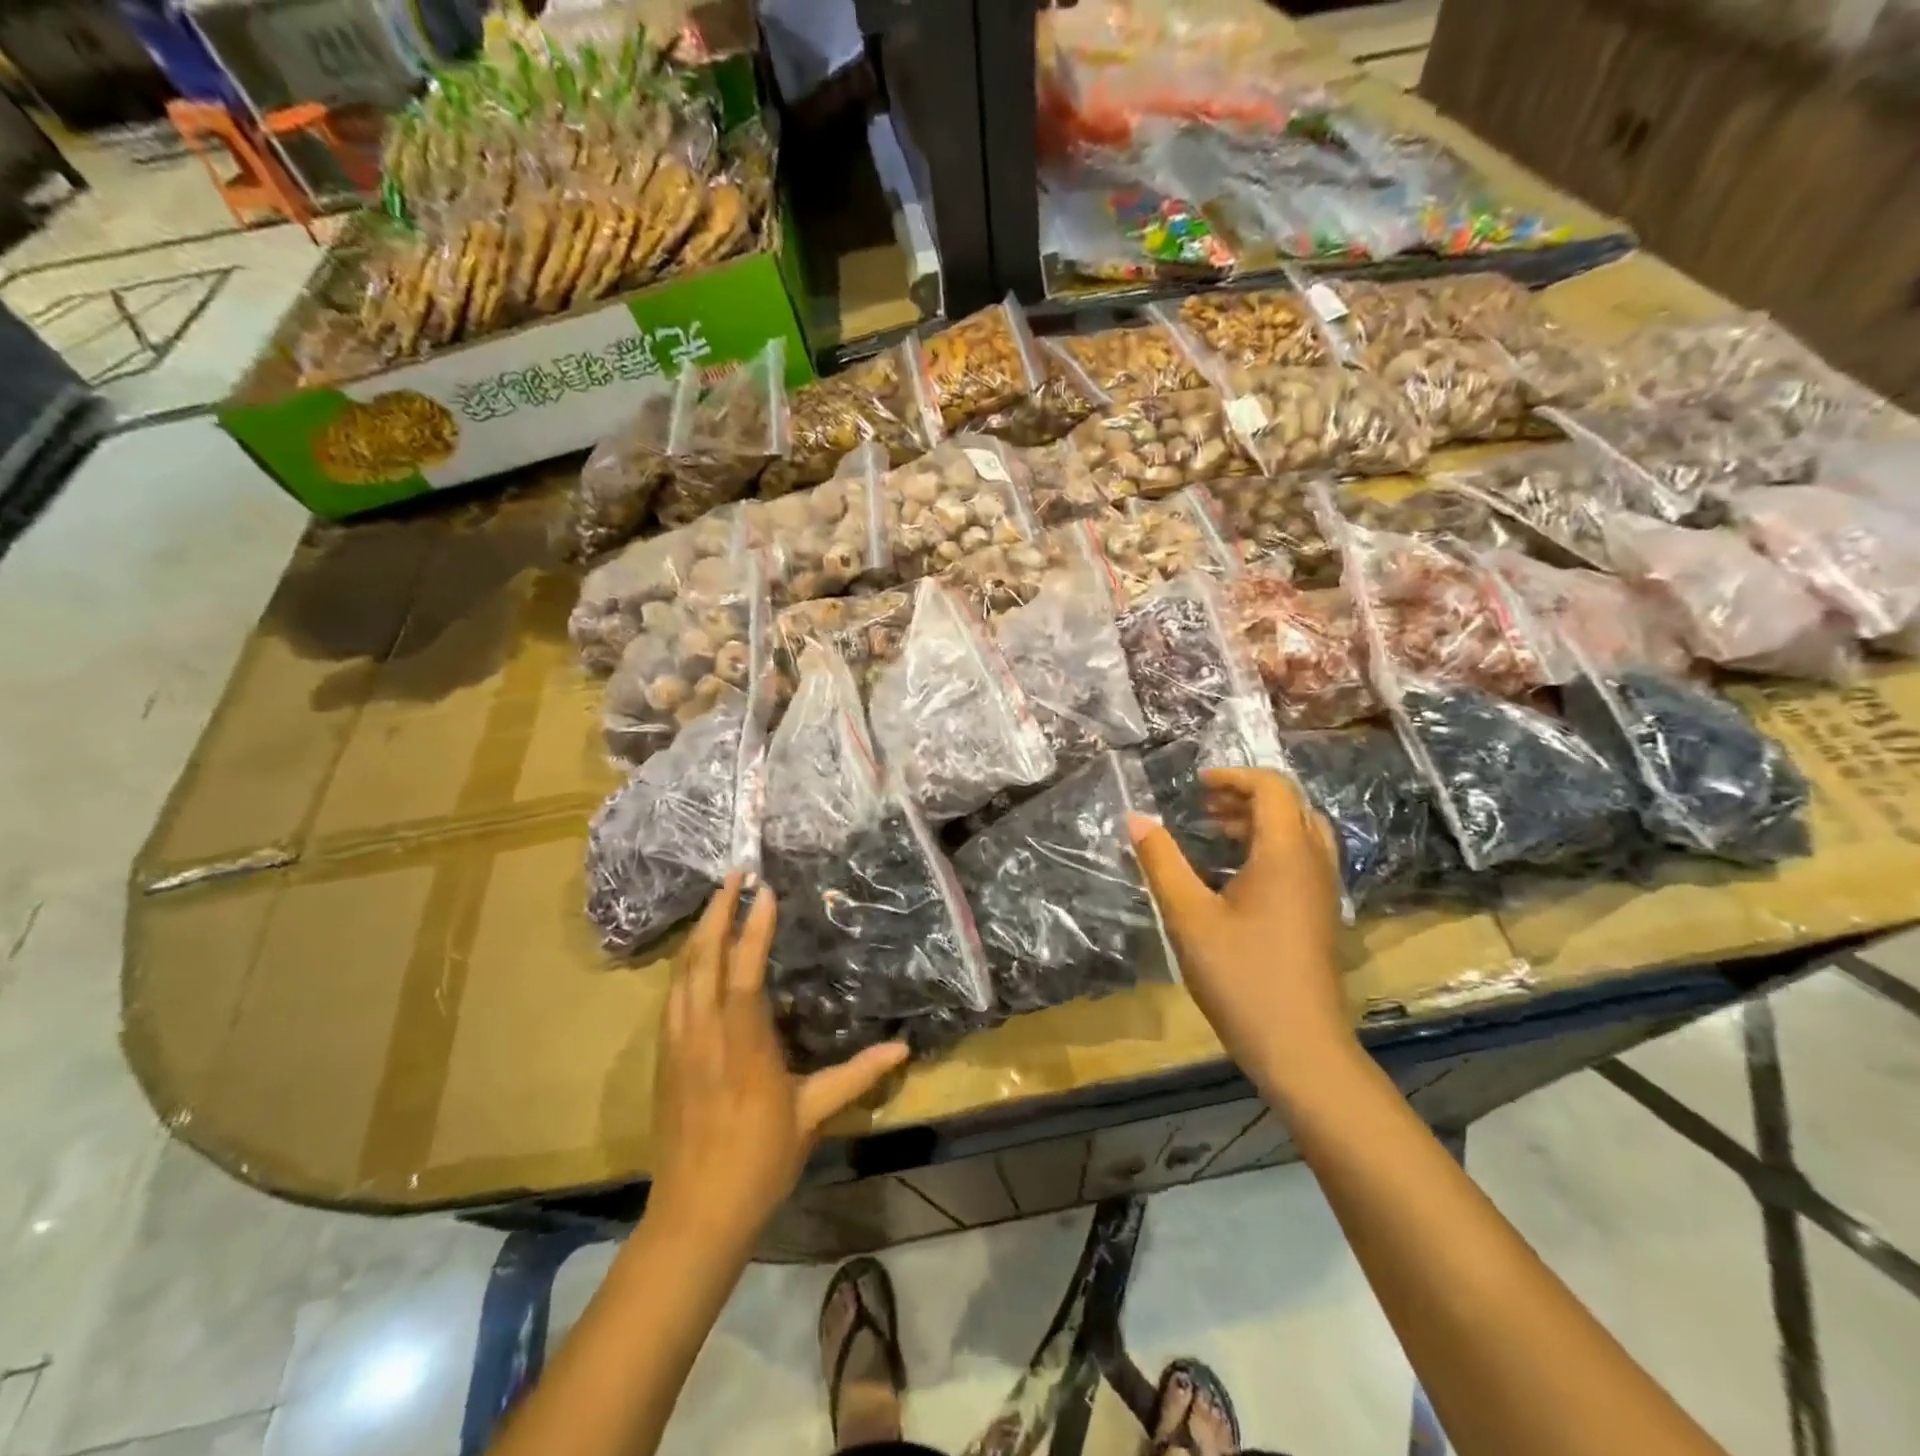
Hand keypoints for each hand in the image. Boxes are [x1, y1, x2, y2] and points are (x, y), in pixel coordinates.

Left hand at [648, 875, 907, 1244]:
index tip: (764, 891)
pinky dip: (684, 964)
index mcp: (743, 1046)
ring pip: (681, 974)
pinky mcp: (664, 1059)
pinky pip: (671, 997)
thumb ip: (856, 1075)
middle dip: (717, 913)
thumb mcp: (813, 1116)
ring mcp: (677, 1046)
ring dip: (698, 933)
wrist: (694, 1216)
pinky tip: (694, 955)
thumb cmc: (759, 1162)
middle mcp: (703, 1035)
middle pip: (702, 960)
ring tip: (715, 902)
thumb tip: (904, 1049)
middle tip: (733, 875)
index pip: (744, 973)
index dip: (753, 928)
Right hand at [1130, 767, 1354, 1096]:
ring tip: (1217, 831)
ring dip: (1260, 821)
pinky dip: (1271, 847)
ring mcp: (1323, 891)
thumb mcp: (1188, 916)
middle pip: (1291, 805)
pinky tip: (1236, 874)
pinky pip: (1302, 858)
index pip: (1273, 788)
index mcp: (1286, 854)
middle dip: (1246, 795)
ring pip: (1300, 832)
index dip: (1234, 776)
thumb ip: (1161, 862)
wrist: (1300, 1048)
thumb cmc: (1241, 977)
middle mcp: (1313, 863)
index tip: (1196, 785)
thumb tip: (1135, 818)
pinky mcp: (1320, 915)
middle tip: (1204, 804)